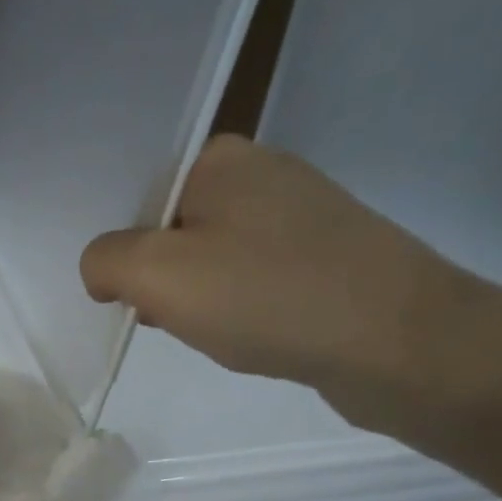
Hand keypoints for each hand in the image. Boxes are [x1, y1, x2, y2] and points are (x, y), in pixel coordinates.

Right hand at [80, 135, 483, 425]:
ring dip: (196, 299)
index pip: (139, 196)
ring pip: (211, 258)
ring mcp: (300, 216)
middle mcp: (263, 173)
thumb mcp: (156, 274)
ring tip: (208, 332)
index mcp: (221, 158)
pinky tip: (245, 336)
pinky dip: (236, 309)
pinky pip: (252, 280)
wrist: (398, 342)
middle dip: (157, 279)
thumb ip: (105, 261)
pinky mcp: (325, 258)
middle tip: (164, 317)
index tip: (125, 294)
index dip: (122, 249)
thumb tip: (104, 271)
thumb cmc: (266, 296)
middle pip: (173, 228)